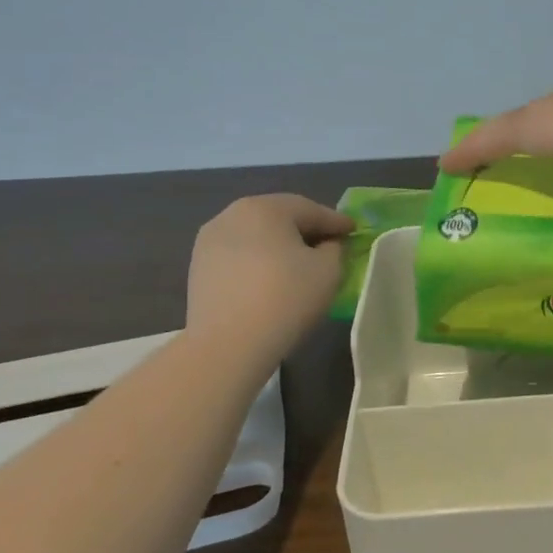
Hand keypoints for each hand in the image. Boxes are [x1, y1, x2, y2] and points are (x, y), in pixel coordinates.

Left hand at [186, 194, 354, 332]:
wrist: (227, 345)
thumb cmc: (285, 298)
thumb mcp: (328, 270)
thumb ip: (334, 248)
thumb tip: (326, 244)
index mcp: (265, 208)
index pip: (310, 210)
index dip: (336, 221)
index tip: (353, 230)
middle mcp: (232, 214)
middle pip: (279, 217)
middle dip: (305, 229)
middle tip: (329, 243)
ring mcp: (209, 241)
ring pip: (256, 235)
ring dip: (279, 244)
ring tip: (298, 262)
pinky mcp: (198, 267)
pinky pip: (239, 255)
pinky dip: (258, 260)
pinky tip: (270, 278)